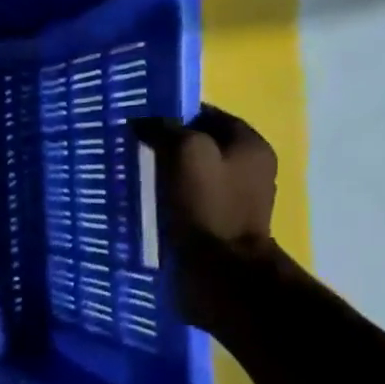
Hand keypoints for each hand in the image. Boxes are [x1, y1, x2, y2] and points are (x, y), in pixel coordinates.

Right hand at [132, 106, 280, 329]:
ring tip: (135, 174)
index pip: (209, 115)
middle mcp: (250, 168)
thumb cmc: (206, 206)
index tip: (141, 120)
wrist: (219, 269)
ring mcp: (236, 199)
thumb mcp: (186, 153)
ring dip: (168, 172)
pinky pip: (190, 199)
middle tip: (134, 147)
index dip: (175, 114)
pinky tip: (147, 202)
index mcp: (250, 145)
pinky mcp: (218, 224)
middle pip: (203, 145)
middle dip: (169, 144)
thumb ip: (166, 129)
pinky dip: (170, 197)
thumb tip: (143, 120)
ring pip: (195, 173)